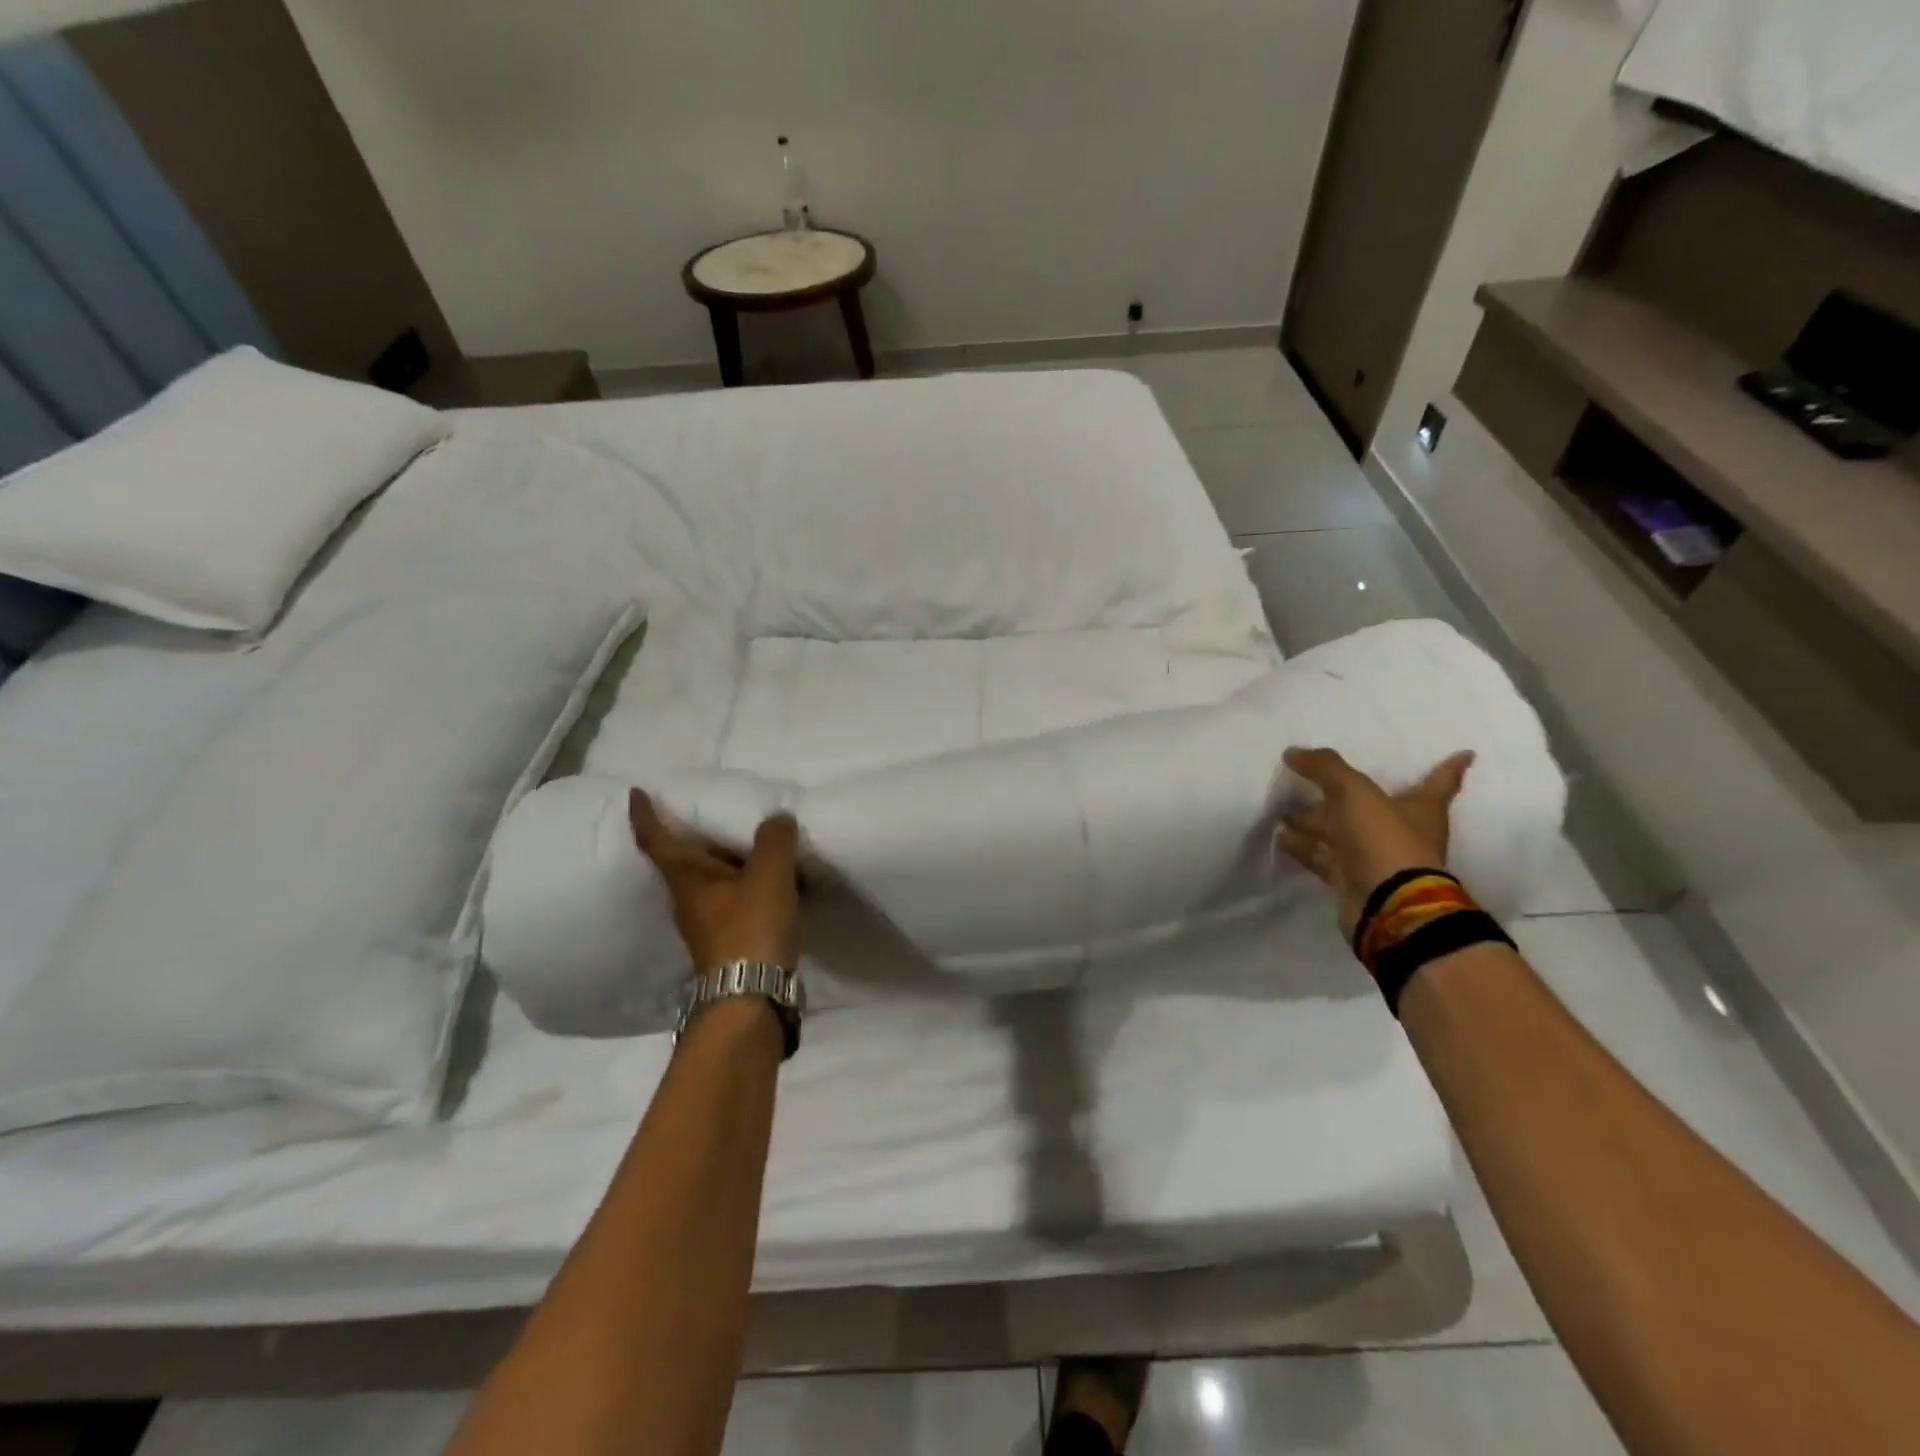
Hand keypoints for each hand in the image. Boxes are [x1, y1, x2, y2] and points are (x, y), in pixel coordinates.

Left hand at [629, 790, 800, 972]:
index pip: (657, 839)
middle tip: (708, 809)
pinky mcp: (729, 939)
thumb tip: (776, 819)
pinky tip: (773, 880)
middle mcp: (689, 899)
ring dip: (726, 859)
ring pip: (712, 880)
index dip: (646, 815)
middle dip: (692, 834)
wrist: (752, 998)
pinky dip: (748, 882)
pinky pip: (735, 897)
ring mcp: (707, 923)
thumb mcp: (768, 875)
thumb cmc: (750, 929)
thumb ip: (774, 840)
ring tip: (750, 840)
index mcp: (687, 878)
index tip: (636, 793)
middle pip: (684, 859)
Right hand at [1277, 747, 1473, 935]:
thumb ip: (1325, 768)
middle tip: (1308, 778)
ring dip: (1314, 821)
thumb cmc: (1384, 840)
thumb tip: (1294, 752)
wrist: (1387, 906)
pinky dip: (1303, 846)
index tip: (1466, 754)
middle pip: (1368, 806)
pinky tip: (1280, 836)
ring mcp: (1375, 858)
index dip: (1449, 768)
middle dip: (1338, 794)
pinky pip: (1323, 857)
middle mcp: (1400, 832)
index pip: (1439, 782)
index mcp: (1419, 808)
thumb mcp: (1354, 792)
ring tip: (1282, 808)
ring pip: (1340, 832)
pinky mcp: (1351, 880)